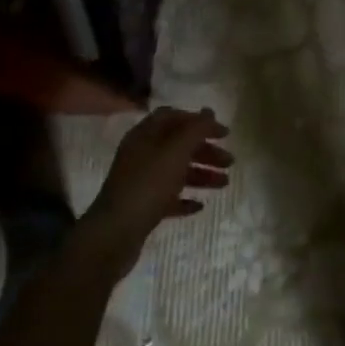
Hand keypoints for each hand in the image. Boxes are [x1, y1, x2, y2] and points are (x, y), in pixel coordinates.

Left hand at [81, 107, 231, 275]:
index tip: (223, 134)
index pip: (174, 117)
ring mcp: (140, 181)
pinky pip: (168, 197)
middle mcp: (141, 154)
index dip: (199, 122)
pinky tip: (200, 206)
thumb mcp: (176, 152)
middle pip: (178, 145)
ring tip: (224, 184)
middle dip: (205, 151)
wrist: (114, 234)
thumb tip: (209, 111)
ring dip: (201, 174)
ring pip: (176, 171)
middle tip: (229, 162)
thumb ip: (195, 129)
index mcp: (145, 136)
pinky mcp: (142, 206)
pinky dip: (185, 198)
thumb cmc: (148, 185)